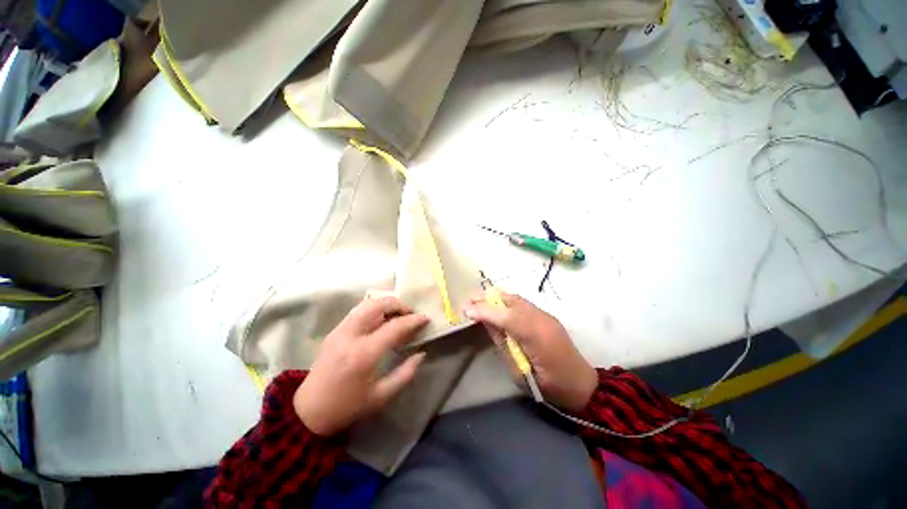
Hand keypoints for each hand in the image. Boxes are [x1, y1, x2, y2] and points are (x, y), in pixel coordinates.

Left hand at [293, 296, 427, 436]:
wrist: (309, 411)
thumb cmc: (348, 407)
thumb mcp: (381, 397)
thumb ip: (405, 374)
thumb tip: (421, 354)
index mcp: (364, 354)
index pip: (394, 326)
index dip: (413, 320)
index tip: (425, 318)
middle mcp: (351, 335)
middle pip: (378, 305)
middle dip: (399, 304)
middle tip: (411, 313)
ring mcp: (340, 330)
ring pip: (367, 304)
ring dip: (386, 304)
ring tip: (399, 314)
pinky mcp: (335, 331)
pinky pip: (358, 310)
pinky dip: (375, 308)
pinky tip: (382, 319)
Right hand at [464, 292, 596, 412]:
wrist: (582, 386)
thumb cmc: (550, 387)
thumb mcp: (520, 372)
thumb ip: (503, 344)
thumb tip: (486, 324)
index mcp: (536, 336)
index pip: (504, 316)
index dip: (484, 310)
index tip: (465, 310)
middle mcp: (541, 319)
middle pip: (510, 300)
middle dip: (487, 299)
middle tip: (469, 303)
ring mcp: (545, 315)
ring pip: (516, 298)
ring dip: (496, 299)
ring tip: (479, 304)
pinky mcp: (546, 316)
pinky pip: (522, 303)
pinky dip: (506, 302)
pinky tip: (497, 308)